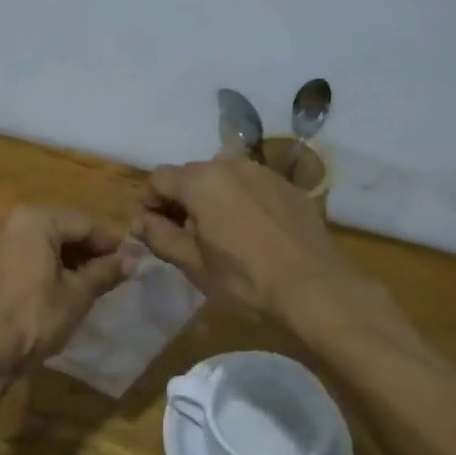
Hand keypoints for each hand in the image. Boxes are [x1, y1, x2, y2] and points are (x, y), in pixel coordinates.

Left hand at [0, 207, 133, 374]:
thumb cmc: (35, 316)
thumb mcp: (78, 294)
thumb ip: (105, 272)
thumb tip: (133, 259)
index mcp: (35, 220)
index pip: (84, 225)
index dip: (109, 244)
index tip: (129, 263)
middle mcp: (12, 221)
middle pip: (62, 231)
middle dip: (87, 253)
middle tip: (111, 276)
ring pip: (44, 244)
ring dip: (68, 261)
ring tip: (90, 286)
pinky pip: (26, 257)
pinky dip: (46, 268)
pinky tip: (61, 291)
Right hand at [132, 158, 356, 322]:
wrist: (314, 289)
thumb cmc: (244, 280)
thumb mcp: (193, 264)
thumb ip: (160, 236)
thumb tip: (141, 222)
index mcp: (201, 181)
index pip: (159, 178)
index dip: (150, 203)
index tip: (154, 231)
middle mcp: (231, 165)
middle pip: (191, 175)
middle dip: (180, 201)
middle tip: (184, 237)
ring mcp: (264, 173)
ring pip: (223, 179)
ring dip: (212, 200)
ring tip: (219, 235)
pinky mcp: (289, 187)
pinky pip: (252, 187)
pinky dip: (242, 203)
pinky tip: (252, 234)